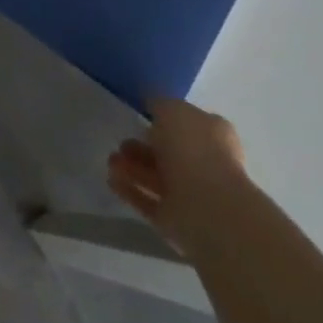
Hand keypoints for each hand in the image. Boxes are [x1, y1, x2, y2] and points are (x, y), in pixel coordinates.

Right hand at [106, 96, 247, 251]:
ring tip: (110, 161)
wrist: (207, 206)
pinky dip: (130, 190)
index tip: (141, 116)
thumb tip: (152, 104)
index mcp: (212, 134)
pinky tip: (111, 180)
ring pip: (157, 177)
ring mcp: (192, 193)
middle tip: (121, 142)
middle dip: (142, 147)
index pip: (188, 123)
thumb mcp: (172, 109)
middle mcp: (206, 163)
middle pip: (169, 152)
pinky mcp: (176, 219)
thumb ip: (159, 104)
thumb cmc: (192, 148)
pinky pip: (148, 200)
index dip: (165, 118)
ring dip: (132, 167)